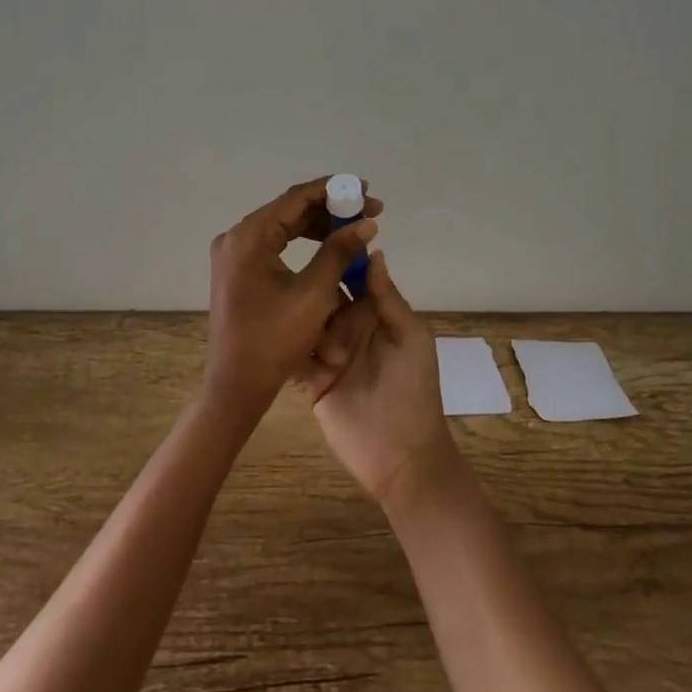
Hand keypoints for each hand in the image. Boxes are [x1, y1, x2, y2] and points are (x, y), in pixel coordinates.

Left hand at [205, 178, 381, 416]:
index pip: (295, 198)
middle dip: (330, 209)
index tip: (365, 189)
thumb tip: (367, 224)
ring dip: (318, 226)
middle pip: (288, 210)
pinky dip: (301, 243)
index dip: (333, 190)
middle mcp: (235, 238)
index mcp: (248, 237)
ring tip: (354, 230)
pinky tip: (328, 247)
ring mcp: (233, 254)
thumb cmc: (275, 339)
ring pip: (282, 227)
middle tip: (368, 212)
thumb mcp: (314, 293)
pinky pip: (274, 245)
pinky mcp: (237, 270)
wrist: (237, 383)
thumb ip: (339, 252)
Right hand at [303, 250, 461, 509]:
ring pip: (306, 323)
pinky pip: (295, 356)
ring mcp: (328, 354)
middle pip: (324, 297)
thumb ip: (388, 297)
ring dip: (302, 321)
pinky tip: (278, 339)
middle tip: (300, 286)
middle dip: (314, 291)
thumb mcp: (410, 337)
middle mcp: (350, 329)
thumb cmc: (412, 390)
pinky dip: (289, 348)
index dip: (339, 259)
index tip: (318, 237)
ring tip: (292, 318)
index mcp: (375, 315)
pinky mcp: (310, 380)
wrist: (400, 455)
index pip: (353, 279)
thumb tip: (374, 252)